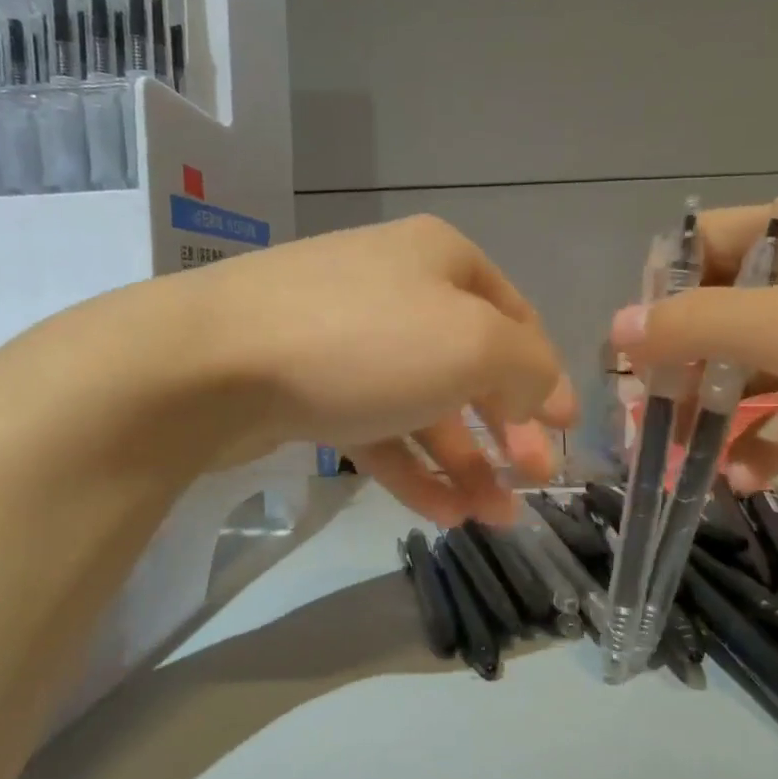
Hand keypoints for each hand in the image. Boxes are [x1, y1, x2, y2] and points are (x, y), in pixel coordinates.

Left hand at [165, 216, 575, 524]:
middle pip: (469, 366)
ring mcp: (347, 340)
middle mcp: (395, 290)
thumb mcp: (472, 344)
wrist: (212, 365)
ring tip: (492, 518)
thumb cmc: (363, 341)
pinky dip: (412, 469)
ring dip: (463, 463)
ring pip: (423, 406)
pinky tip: (442, 515)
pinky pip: (376, 429)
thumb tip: (544, 395)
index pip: (515, 317)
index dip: (545, 376)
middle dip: (506, 430)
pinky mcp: (309, 387)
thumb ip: (527, 368)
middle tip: (531, 484)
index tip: (565, 432)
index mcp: (440, 260)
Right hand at [609, 198, 777, 543]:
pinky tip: (741, 480)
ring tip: (679, 459)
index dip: (658, 291)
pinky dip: (758, 451)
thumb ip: (696, 324)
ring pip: (745, 379)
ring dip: (708, 419)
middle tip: (638, 417)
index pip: (704, 246)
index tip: (626, 349)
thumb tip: (615, 328)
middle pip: (716, 319)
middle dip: (675, 369)